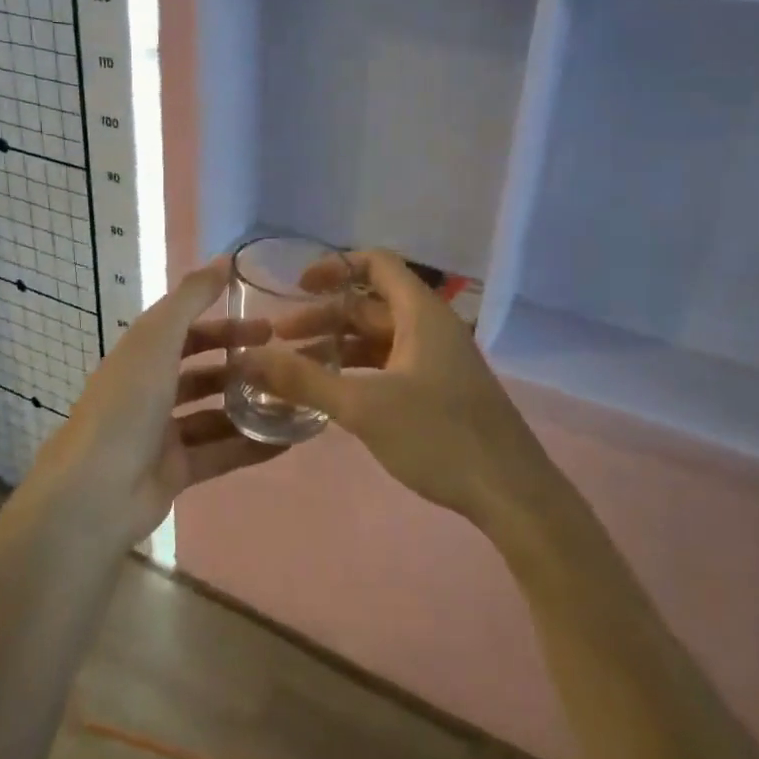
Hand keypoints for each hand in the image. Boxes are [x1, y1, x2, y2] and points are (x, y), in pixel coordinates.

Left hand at [32, 258, 284, 541]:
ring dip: (250, 407)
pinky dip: (251, 447)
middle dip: (241, 366)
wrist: (95, 492)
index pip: (186, 332)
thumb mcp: (157, 340)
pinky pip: (221, 453)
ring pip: (215, 415)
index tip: (266, 325)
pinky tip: (288, 441)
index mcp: (141, 357)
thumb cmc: (126, 405)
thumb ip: (189, 299)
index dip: (224, 325)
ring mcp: (163, 434)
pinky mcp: (176, 471)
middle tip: (285, 364)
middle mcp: (151, 392)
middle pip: (202, 373)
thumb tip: (221, 260)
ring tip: (294, 402)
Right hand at [246, 250, 557, 526]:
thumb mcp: (364, 407)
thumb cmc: (439, 437)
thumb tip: (247, 359)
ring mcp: (438, 361)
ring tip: (295, 368)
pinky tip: (332, 393)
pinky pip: (390, 365)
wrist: (511, 493)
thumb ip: (304, 381)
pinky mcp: (439, 391)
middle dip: (324, 316)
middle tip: (280, 339)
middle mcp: (431, 328)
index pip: (377, 265)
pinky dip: (358, 371)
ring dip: (338, 347)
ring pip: (379, 339)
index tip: (296, 286)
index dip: (335, 267)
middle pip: (371, 305)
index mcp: (421, 314)